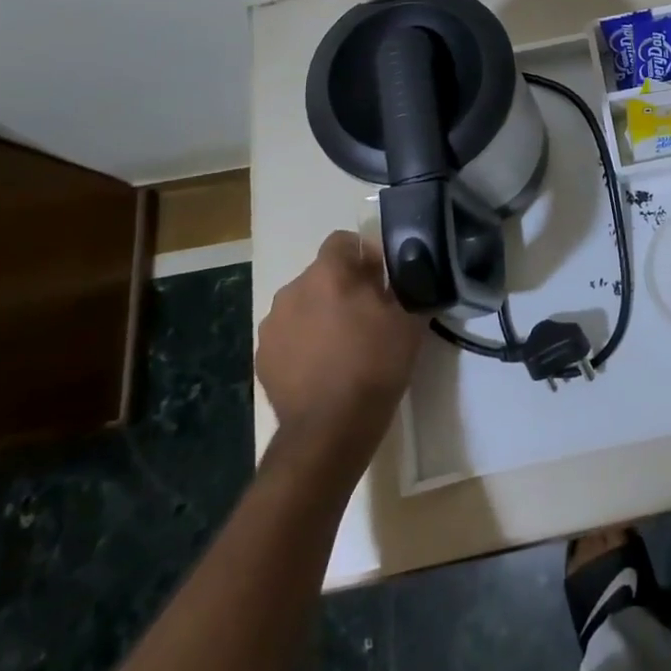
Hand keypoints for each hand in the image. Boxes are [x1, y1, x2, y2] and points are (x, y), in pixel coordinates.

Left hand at [255, 231, 426, 453]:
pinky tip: (323, 367)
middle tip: (367, 315)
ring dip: (321, 314)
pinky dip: (304, 342)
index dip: (364, 255)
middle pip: (322, 274)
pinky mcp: (262, 356)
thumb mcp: (407, 319)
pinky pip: (289, 334)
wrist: (330, 429)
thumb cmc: (375, 365)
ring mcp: (272, 325)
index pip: (343, 240)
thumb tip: (393, 276)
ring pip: (303, 304)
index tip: (380, 280)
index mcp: (328, 274)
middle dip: (343, 287)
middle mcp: (293, 290)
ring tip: (343, 345)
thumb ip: (401, 286)